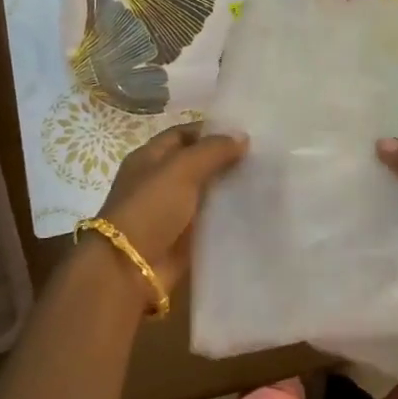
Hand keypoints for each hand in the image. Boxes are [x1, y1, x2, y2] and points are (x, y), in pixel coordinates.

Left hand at [96, 122, 247, 289]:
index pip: (183, 135)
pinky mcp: (184, 236)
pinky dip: (229, 214)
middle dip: (225, 159)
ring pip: (207, 192)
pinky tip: (255, 208)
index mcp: (149, 158)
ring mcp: (172, 210)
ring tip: (266, 179)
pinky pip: (211, 219)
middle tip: (263, 155)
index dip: (211, 131)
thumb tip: (243, 137)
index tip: (246, 132)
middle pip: (197, 163)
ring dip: (230, 187)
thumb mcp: (181, 169)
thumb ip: (212, 151)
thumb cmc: (150, 208)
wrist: (131, 267)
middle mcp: (159, 181)